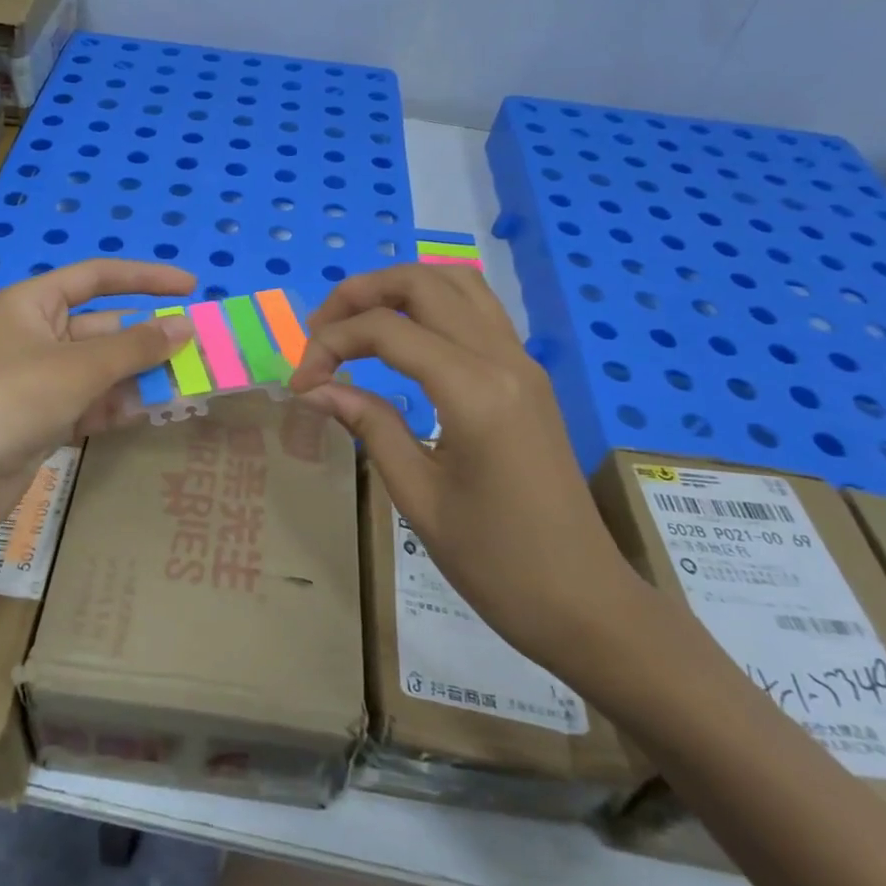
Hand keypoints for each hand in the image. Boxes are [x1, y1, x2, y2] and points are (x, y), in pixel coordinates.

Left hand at [0, 260, 195, 543]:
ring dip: (139, 375)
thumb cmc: (13, 398)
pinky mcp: (44, 418)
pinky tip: (150, 411)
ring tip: (187, 382)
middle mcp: (37, 334)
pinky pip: (92, 401)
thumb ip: (137, 347)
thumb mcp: (80, 366)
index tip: (191, 287)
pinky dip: (118, 405)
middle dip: (147, 339)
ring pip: (102, 368)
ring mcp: (40, 379)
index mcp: (33, 303)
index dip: (146, 278)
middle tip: (197, 348)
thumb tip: (186, 327)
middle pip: (104, 327)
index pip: (97, 277)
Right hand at [288, 263, 645, 668]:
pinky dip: (432, 304)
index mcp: (474, 391)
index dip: (330, 343)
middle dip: (360, 293)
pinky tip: (404, 338)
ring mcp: (523, 362)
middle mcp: (503, 359)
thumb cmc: (496, 563)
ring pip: (458, 281)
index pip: (387, 330)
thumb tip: (316, 389)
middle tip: (319, 330)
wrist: (584, 603)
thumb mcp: (418, 496)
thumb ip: (369, 425)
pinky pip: (478, 310)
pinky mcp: (529, 376)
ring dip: (399, 288)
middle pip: (423, 282)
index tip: (301, 383)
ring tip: (357, 322)